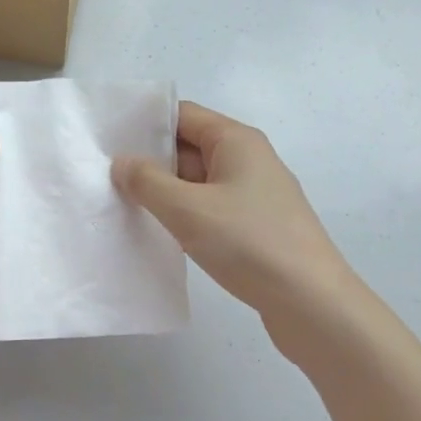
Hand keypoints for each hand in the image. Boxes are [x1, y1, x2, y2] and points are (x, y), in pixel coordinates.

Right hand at [112, 102, 356, 334]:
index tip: (108, 140)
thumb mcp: (187, 209)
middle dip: (151, 161)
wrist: (313, 305)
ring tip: (124, 206)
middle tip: (107, 177)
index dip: (145, 124)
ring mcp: (255, 194)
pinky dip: (187, 215)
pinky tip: (161, 234)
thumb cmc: (249, 243)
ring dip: (167, 193)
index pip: (182, 115)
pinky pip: (212, 208)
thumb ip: (147, 181)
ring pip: (199, 181)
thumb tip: (122, 163)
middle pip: (189, 147)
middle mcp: (249, 159)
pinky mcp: (257, 226)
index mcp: (236, 140)